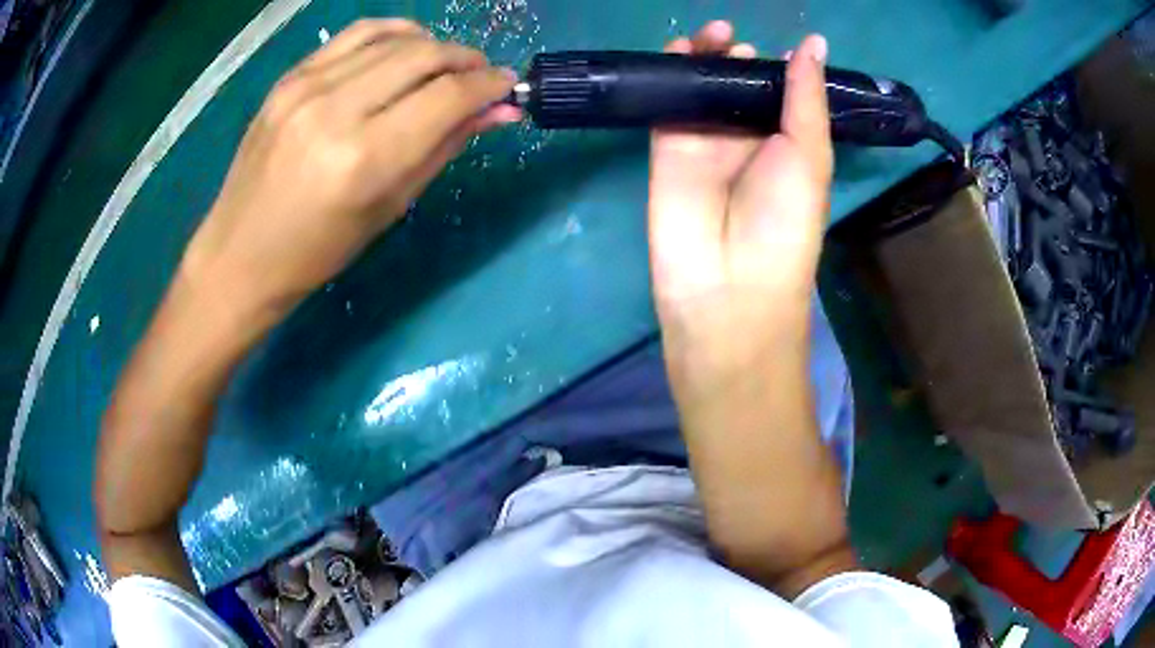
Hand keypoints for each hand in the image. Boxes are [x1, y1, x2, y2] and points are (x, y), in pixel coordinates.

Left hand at [181, 19, 519, 324]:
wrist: (241, 253)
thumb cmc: (318, 250)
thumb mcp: (390, 206)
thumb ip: (446, 146)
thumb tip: (499, 111)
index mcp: (364, 159)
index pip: (447, 96)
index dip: (489, 85)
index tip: (508, 86)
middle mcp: (336, 111)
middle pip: (425, 56)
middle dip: (466, 60)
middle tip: (481, 76)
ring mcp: (307, 87)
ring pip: (394, 38)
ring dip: (434, 45)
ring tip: (446, 64)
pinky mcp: (289, 77)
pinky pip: (356, 34)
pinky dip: (393, 32)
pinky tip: (406, 47)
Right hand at [648, 22, 832, 378]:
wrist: (728, 286)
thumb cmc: (784, 224)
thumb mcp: (809, 155)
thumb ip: (806, 96)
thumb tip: (813, 41)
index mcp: (786, 145)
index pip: (777, 93)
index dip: (772, 65)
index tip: (768, 44)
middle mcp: (746, 141)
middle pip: (736, 85)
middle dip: (734, 56)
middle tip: (730, 38)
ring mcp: (705, 144)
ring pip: (700, 89)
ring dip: (703, 58)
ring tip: (710, 35)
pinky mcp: (667, 150)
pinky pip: (667, 105)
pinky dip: (669, 76)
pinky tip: (676, 50)